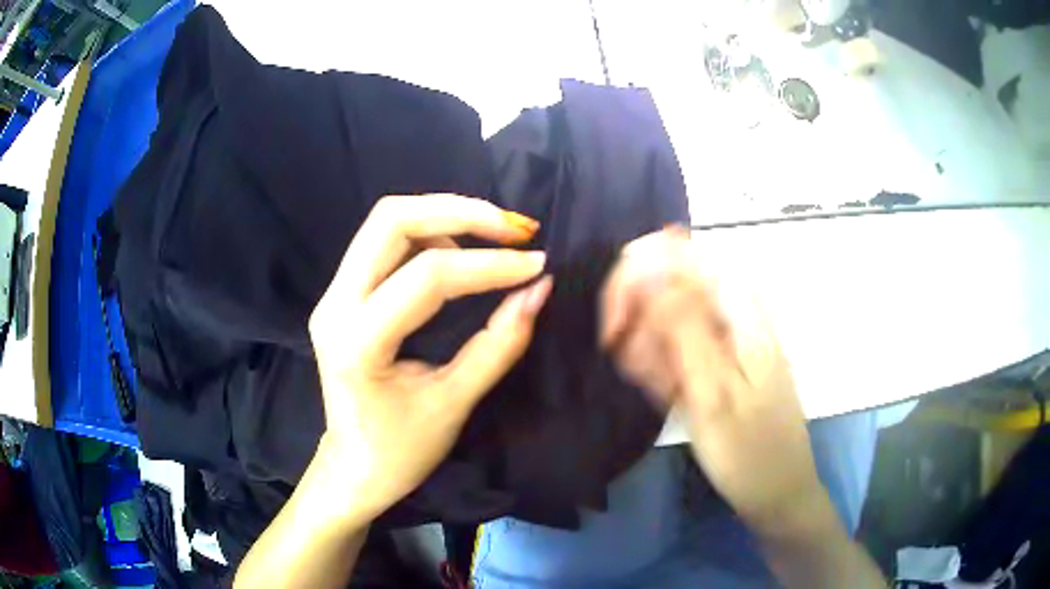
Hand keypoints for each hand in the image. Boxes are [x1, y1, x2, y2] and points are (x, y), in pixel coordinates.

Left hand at [308, 194, 552, 524]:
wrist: (353, 468)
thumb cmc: (400, 452)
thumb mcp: (454, 403)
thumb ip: (499, 344)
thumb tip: (539, 290)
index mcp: (357, 341)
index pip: (427, 276)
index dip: (489, 265)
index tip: (536, 264)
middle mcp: (335, 304)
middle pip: (391, 219)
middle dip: (461, 211)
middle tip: (515, 228)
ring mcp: (332, 294)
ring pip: (387, 222)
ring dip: (446, 216)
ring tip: (495, 237)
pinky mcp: (342, 294)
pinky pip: (384, 242)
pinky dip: (430, 233)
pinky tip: (462, 251)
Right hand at [600, 228, 825, 535]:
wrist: (778, 490)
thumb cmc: (750, 450)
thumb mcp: (713, 393)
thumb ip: (684, 326)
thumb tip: (648, 267)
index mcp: (740, 308)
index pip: (676, 255)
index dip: (635, 277)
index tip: (613, 324)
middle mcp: (734, 310)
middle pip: (668, 282)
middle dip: (639, 319)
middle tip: (629, 365)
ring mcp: (727, 335)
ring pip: (668, 315)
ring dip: (650, 348)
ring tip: (662, 391)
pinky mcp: (719, 357)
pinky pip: (680, 343)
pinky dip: (665, 365)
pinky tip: (670, 395)